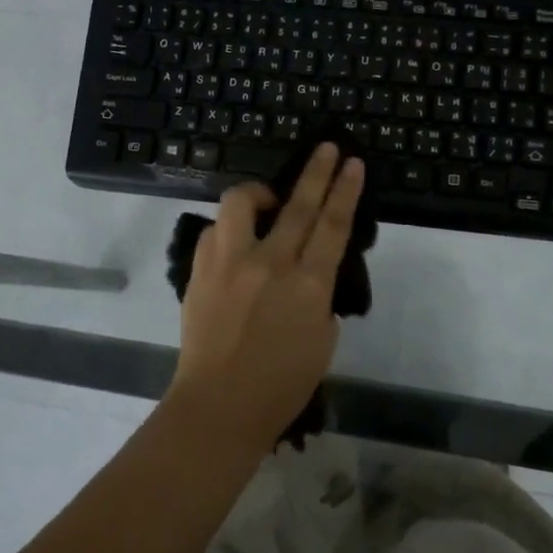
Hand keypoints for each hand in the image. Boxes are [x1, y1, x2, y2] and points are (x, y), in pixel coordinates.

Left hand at [169, 143, 364, 447]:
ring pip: (242, 203)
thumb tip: (309, 272)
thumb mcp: (322, 341)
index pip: (333, 225)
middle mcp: (269, 264)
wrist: (219, 405)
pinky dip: (229, 229)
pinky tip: (236, 241)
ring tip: (268, 200)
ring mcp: (230, 263)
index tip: (352, 163)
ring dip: (260, 192)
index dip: (345, 190)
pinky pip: (215, 232)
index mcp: (308, 285)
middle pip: (297, 204)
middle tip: (327, 148)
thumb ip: (319, 297)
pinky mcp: (200, 270)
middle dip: (317, 171)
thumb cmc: (281, 385)